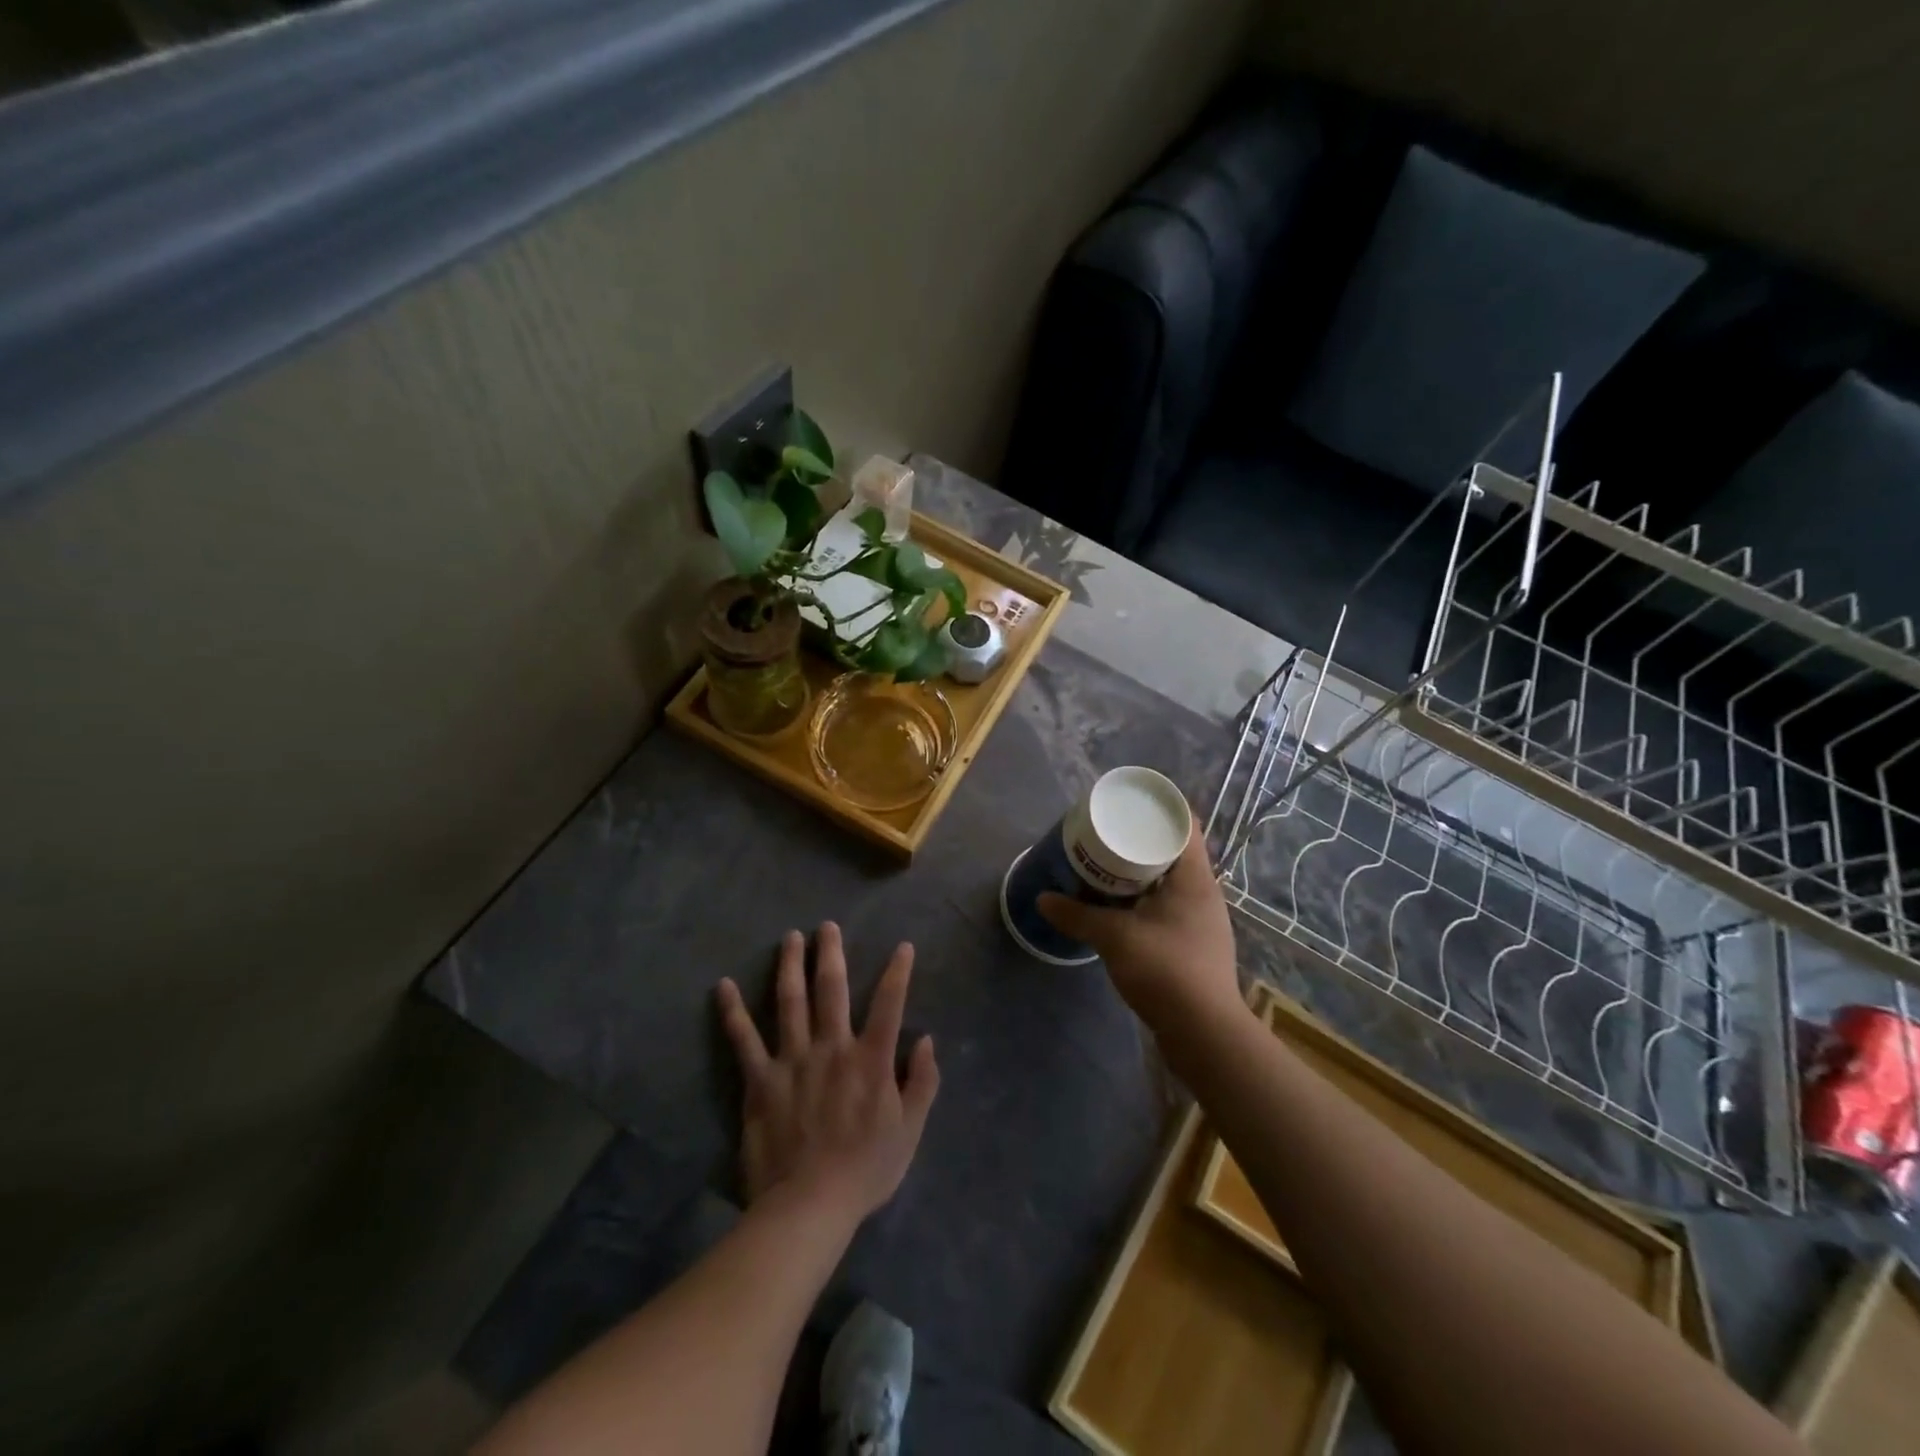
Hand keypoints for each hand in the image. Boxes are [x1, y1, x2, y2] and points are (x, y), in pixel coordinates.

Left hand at [716, 923, 939, 1221]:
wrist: (809, 1207)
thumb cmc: (865, 1170)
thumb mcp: (910, 1131)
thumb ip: (923, 1082)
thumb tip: (927, 1040)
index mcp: (871, 1059)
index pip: (890, 1004)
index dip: (899, 972)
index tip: (903, 946)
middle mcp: (832, 1048)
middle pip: (831, 989)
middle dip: (831, 953)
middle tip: (827, 926)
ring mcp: (793, 1060)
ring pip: (791, 1001)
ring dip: (790, 966)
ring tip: (791, 938)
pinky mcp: (761, 1079)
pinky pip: (744, 1040)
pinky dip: (733, 1012)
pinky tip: (723, 986)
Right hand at [1037, 825, 1240, 1029]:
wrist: (1204, 1033)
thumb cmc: (1165, 970)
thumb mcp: (1114, 937)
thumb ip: (1077, 915)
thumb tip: (1043, 899)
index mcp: (1194, 877)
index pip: (1185, 824)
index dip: (1159, 808)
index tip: (1127, 804)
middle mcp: (1203, 892)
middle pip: (1173, 851)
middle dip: (1139, 841)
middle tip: (1105, 835)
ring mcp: (1201, 920)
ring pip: (1169, 881)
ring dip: (1140, 873)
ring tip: (1105, 867)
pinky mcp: (1194, 944)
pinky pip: (1167, 906)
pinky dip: (1143, 899)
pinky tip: (1119, 908)